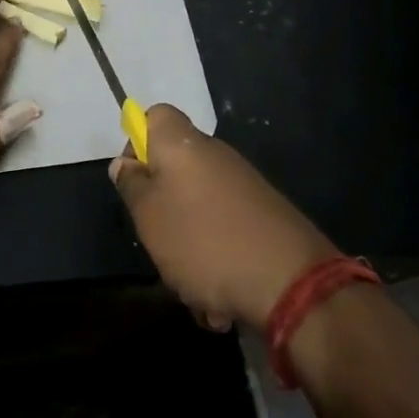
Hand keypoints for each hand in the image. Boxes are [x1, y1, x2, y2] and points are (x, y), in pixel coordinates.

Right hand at [110, 104, 334, 330]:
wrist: (293, 284)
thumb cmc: (204, 241)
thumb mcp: (149, 217)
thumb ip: (132, 186)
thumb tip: (125, 163)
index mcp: (183, 144)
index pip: (154, 116)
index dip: (137, 142)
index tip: (135, 181)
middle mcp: (215, 156)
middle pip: (175, 169)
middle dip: (162, 208)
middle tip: (158, 241)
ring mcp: (244, 187)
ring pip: (199, 209)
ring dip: (189, 247)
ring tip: (192, 287)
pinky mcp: (265, 218)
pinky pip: (226, 233)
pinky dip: (218, 262)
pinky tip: (221, 300)